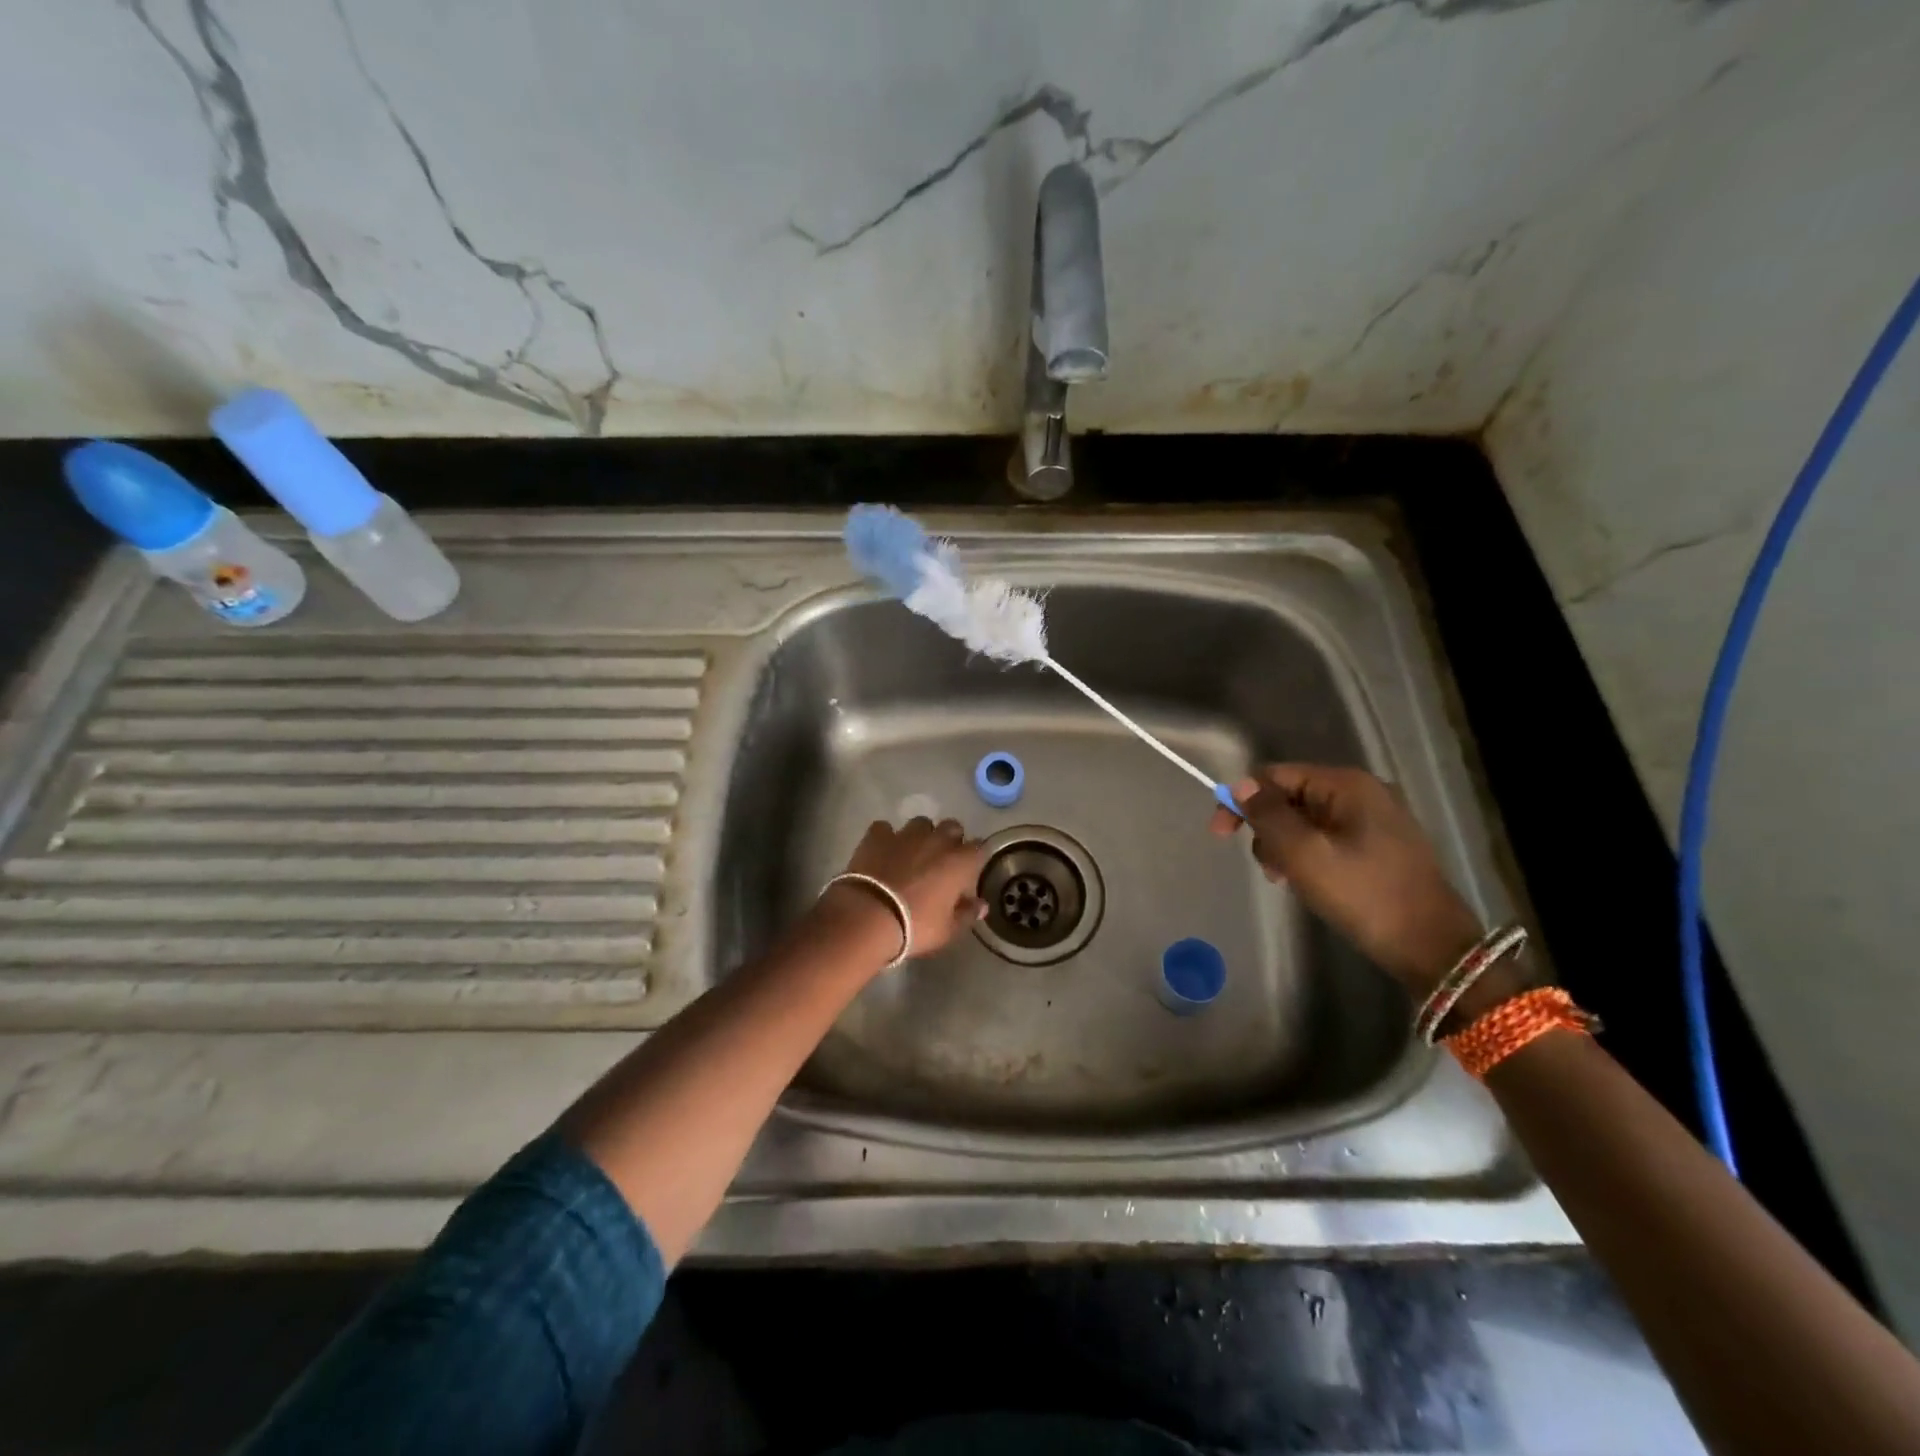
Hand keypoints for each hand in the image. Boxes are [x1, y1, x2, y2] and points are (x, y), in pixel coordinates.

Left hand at [823, 817, 987, 964]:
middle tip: (941, 861)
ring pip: (921, 823)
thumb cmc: (915, 926)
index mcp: (959, 862)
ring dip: (921, 835)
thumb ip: (967, 914)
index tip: (969, 870)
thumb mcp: (947, 930)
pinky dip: (886, 838)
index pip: (979, 847)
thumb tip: (981, 905)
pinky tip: (882, 852)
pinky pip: (885, 828)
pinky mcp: (877, 836)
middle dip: (950, 839)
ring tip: (912, 854)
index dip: (975, 857)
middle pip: (952, 827)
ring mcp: (905, 835)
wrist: (868, 917)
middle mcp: (937, 840)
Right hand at [1211, 764, 1482, 993]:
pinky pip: (1326, 838)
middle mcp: (1362, 792)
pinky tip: (1310, 883)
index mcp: (1346, 785)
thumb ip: (1268, 815)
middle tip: (1270, 869)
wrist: (1433, 948)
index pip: (1275, 775)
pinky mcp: (1379, 846)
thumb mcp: (1304, 854)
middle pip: (1289, 796)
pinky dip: (1307, 856)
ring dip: (1285, 847)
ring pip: (1305, 820)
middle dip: (1267, 829)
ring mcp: (1374, 819)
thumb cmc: (1364, 895)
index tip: (1220, 835)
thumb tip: (1241, 784)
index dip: (1242, 800)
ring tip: (1289, 880)